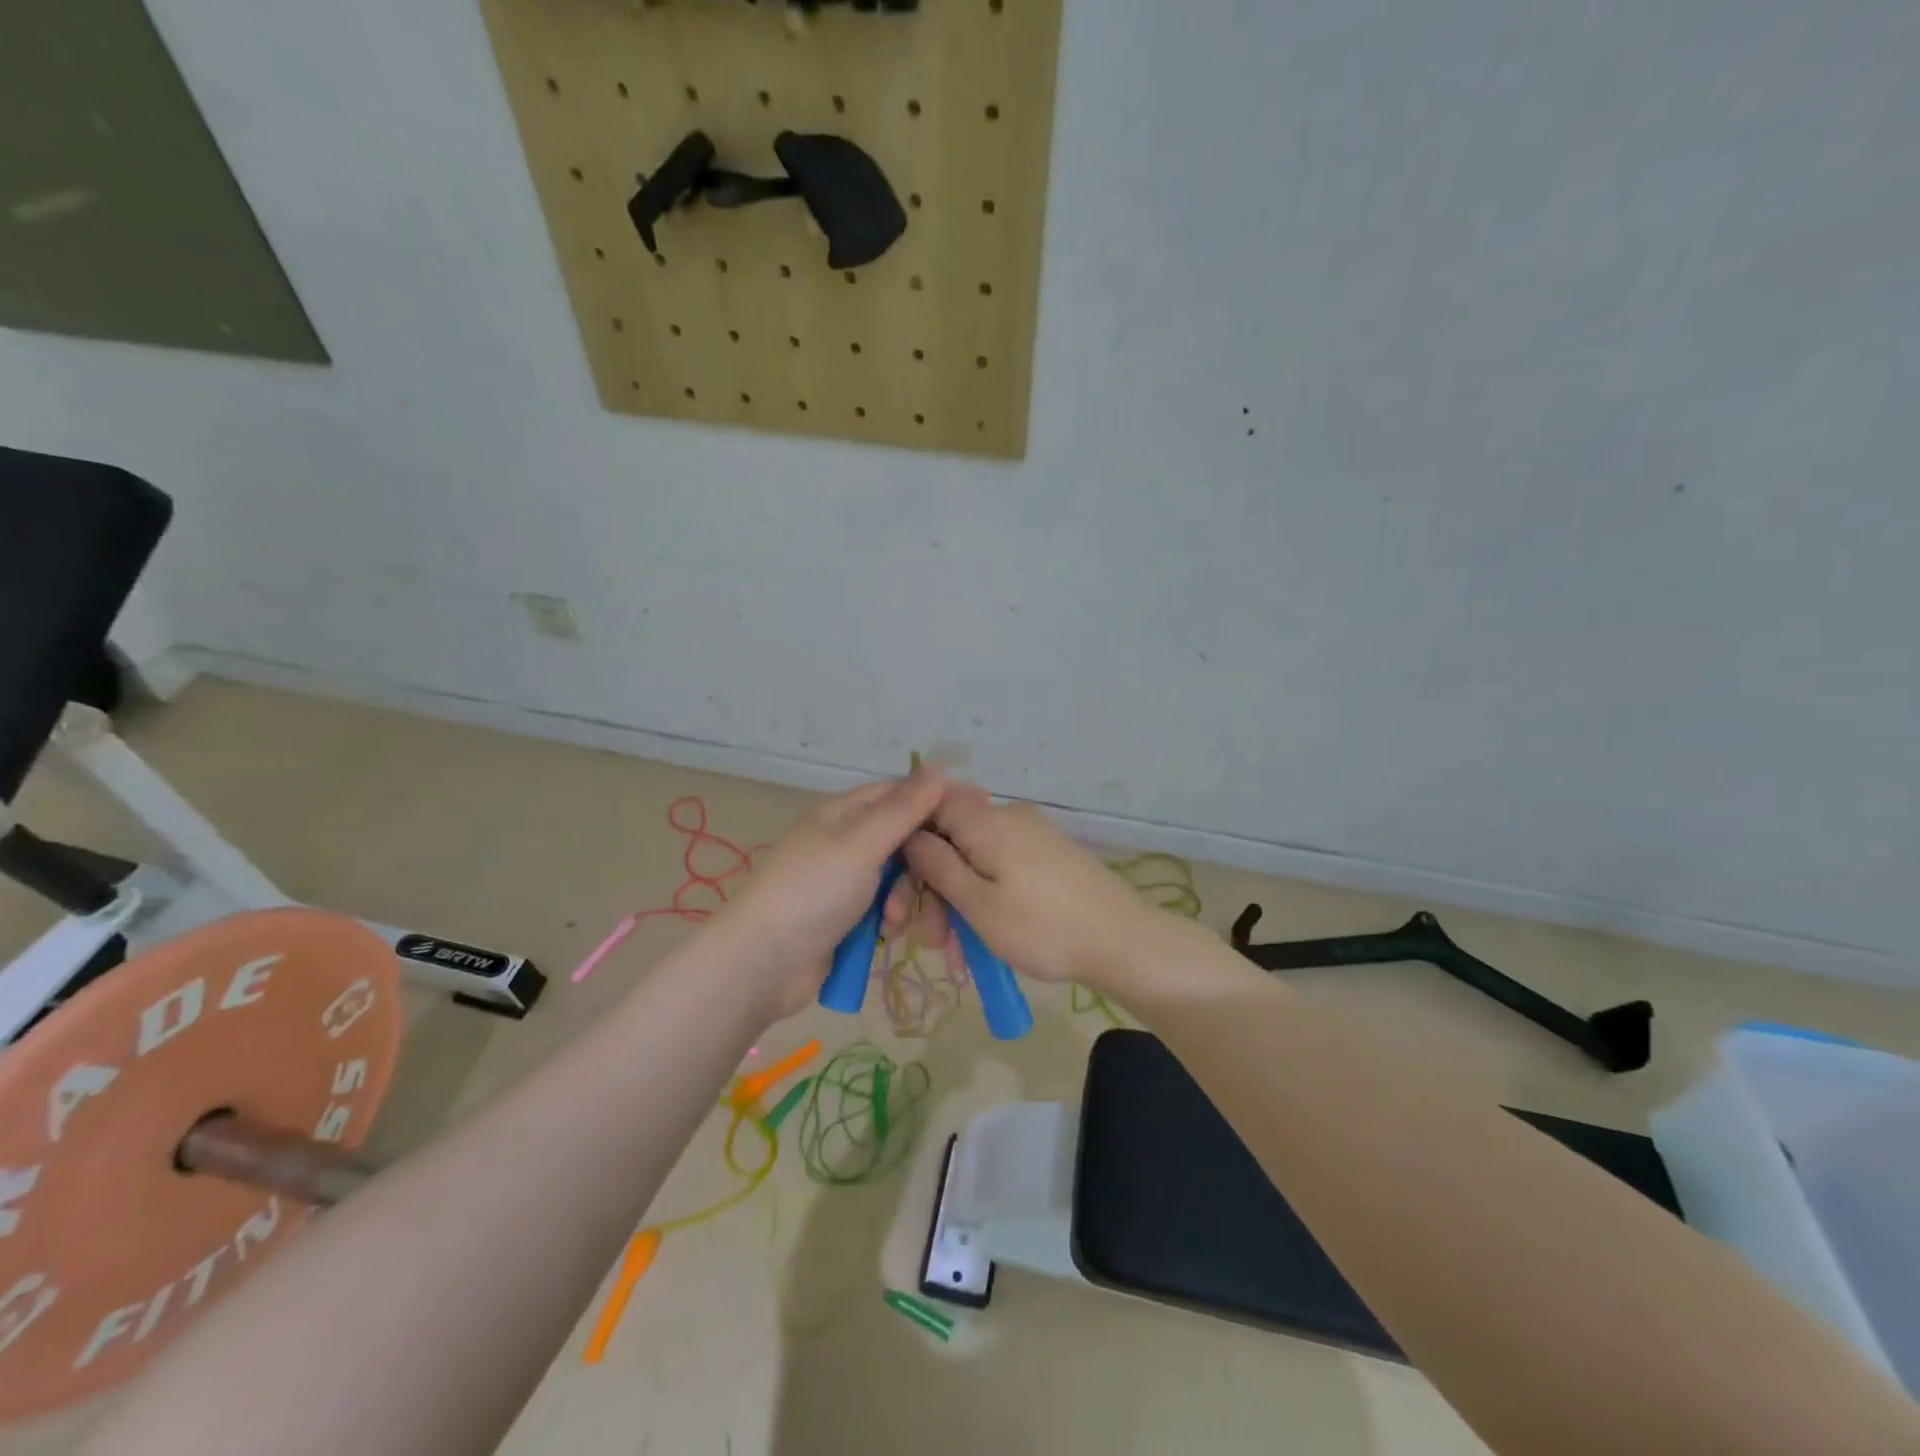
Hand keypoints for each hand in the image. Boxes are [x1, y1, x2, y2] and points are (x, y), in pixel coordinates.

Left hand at [714, 767, 946, 1017]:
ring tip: (896, 921)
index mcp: (844, 813)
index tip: (972, 820)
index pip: (900, 794)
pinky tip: (888, 934)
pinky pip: (886, 908)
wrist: (762, 963)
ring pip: (899, 878)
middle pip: (904, 840)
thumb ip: (903, 809)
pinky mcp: (846, 917)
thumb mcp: (861, 844)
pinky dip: (892, 919)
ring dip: (907, 898)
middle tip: (940, 884)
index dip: (935, 803)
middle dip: (923, 864)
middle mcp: (846, 841)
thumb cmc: (813, 892)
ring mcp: (845, 881)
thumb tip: (940, 767)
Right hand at [900, 784, 1171, 993]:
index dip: (907, 838)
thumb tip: (909, 834)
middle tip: (930, 941)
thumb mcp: (978, 904)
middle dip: (933, 889)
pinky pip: (1000, 870)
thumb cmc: (1043, 927)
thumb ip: (938, 865)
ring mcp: (1031, 836)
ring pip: (975, 862)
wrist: (1124, 942)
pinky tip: (981, 945)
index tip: (899, 882)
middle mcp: (1008, 817)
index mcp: (987, 820)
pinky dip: (985, 902)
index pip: (931, 804)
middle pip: (951, 839)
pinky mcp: (1047, 856)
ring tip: (958, 959)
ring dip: (958, 906)